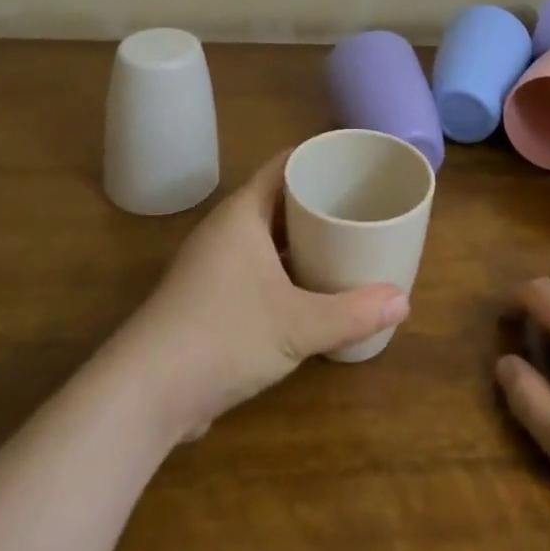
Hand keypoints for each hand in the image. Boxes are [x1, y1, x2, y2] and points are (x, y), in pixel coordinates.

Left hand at [113, 151, 409, 441]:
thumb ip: (352, 313)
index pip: (284, 165)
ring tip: (346, 241)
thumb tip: (403, 302)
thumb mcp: (297, 325)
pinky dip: (286, 270)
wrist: (145, 394)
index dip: (318, 156)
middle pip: (278, 200)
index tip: (356, 158)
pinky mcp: (209, 300)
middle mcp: (226, 231)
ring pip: (266, 237)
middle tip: (363, 201)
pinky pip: (257, 268)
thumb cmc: (223, 335)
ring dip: (302, 239)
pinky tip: (313, 289)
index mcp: (242, 214)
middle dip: (318, 200)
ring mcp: (214, 266)